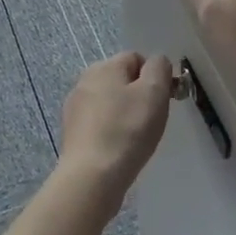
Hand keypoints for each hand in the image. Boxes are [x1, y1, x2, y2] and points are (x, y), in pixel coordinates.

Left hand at [58, 51, 172, 203]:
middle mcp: (85, 80)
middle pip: (121, 80)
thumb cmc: (128, 130)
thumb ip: (159, 68)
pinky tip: (118, 148)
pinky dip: (111, 130)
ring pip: (110, 102)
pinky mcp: (72, 131)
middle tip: (151, 120)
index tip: (163, 101)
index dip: (154, 77)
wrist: (92, 176)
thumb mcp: (154, 92)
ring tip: (135, 138)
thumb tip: (157, 62)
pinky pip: (99, 123)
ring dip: (124, 114)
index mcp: (104, 66)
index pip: (136, 58)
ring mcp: (75, 107)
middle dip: (139, 95)